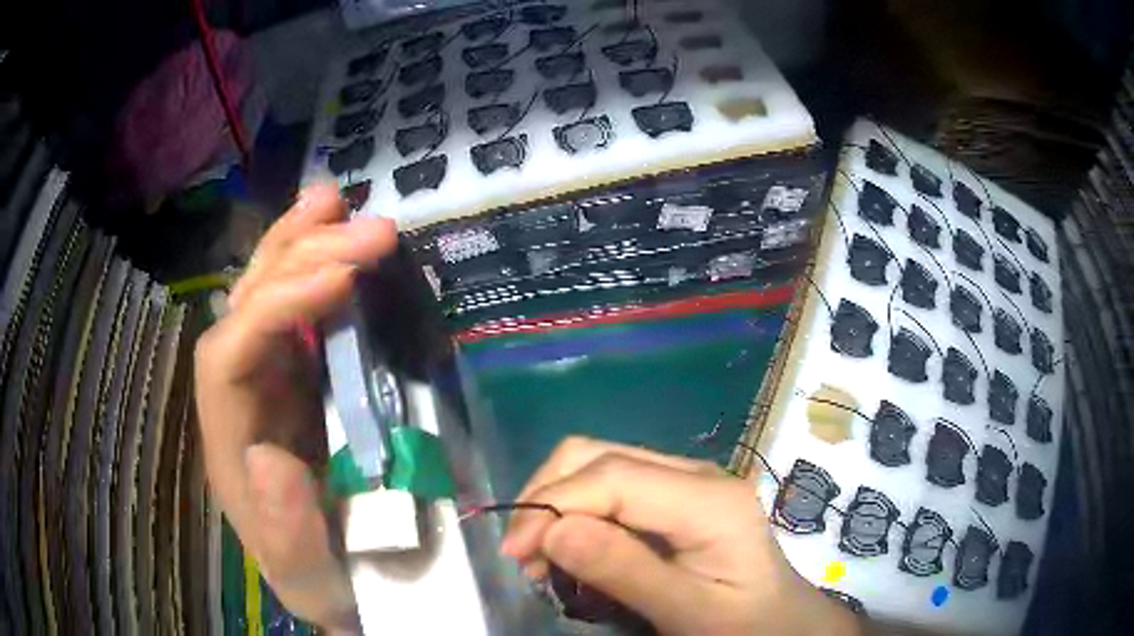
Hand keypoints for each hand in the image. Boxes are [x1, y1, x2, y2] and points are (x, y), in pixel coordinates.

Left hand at [194, 184, 396, 629]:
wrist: (344, 583)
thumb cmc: (325, 582)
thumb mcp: (307, 578)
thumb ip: (283, 532)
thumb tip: (265, 454)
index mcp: (230, 442)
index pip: (229, 357)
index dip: (276, 309)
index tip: (342, 277)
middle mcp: (241, 399)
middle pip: (246, 309)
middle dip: (297, 258)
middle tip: (363, 222)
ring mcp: (271, 384)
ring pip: (266, 298)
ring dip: (299, 245)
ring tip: (335, 201)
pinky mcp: (303, 380)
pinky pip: (302, 315)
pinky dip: (317, 273)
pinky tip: (336, 245)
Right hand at [502, 437, 862, 635]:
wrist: (781, 619)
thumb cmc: (743, 622)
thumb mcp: (687, 610)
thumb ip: (625, 571)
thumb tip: (551, 532)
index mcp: (709, 500)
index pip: (612, 477)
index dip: (553, 505)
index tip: (515, 552)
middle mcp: (695, 473)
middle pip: (598, 455)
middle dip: (547, 497)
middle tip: (523, 555)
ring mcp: (685, 479)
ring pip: (598, 463)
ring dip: (555, 502)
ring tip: (538, 556)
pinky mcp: (674, 494)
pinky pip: (610, 485)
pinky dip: (575, 510)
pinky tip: (568, 547)